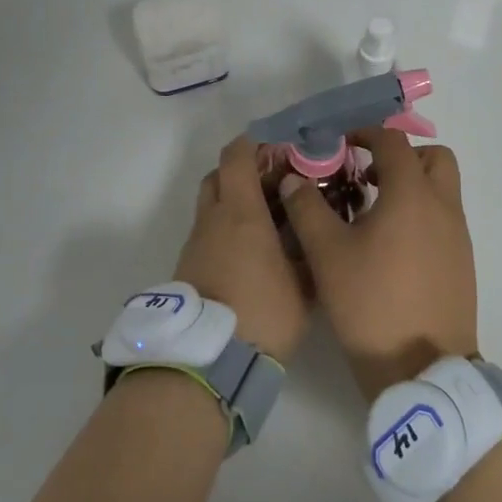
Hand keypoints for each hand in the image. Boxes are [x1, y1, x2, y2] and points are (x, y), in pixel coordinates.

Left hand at [174, 137, 311, 363]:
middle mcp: (213, 219)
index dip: (256, 143)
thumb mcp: (303, 283)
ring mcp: (196, 242)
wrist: (209, 358)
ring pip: (211, 204)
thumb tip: (312, 225)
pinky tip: (252, 249)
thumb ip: (309, 247)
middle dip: (244, 171)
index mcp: (240, 212)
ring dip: (234, 201)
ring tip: (268, 219)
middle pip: (219, 175)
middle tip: (276, 184)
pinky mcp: (189, 265)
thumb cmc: (263, 313)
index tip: (281, 148)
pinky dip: (227, 228)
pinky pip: (208, 231)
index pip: (237, 156)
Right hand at [279, 128, 477, 399]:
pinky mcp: (462, 262)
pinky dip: (420, 214)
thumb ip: (307, 208)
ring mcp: (458, 236)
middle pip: (433, 157)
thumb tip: (293, 180)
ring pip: (441, 189)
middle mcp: (443, 206)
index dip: (365, 133)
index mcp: (412, 194)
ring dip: (411, 185)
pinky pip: (443, 218)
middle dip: (400, 156)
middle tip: (366, 175)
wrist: (422, 369)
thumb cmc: (371, 303)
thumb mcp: (327, 253)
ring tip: (372, 211)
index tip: (339, 144)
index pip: (393, 140)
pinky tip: (389, 246)